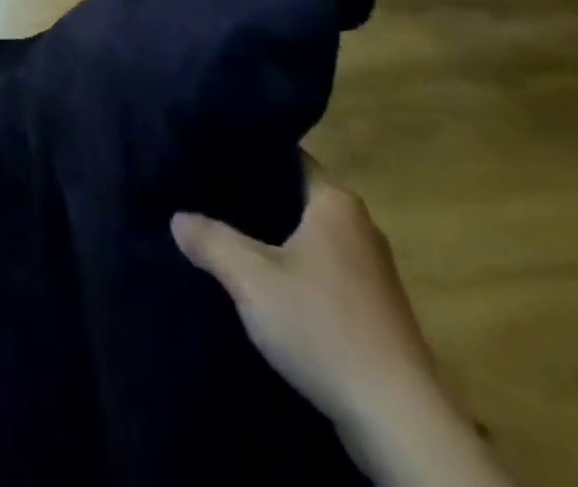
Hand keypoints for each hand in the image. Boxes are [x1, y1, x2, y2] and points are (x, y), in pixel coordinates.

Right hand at [173, 163, 512, 486]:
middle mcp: (359, 225)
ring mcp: (372, 271)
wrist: (399, 422)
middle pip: (296, 198)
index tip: (210, 158)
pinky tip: (265, 289)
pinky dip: (295, 274)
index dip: (248, 156)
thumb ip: (211, 241)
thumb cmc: (324, 327)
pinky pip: (324, 273)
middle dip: (255, 201)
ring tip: (227, 239)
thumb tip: (177, 218)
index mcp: (336, 202)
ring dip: (275, 242)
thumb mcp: (252, 279)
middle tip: (206, 197)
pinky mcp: (375, 311)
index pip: (286, 158)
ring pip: (309, 239)